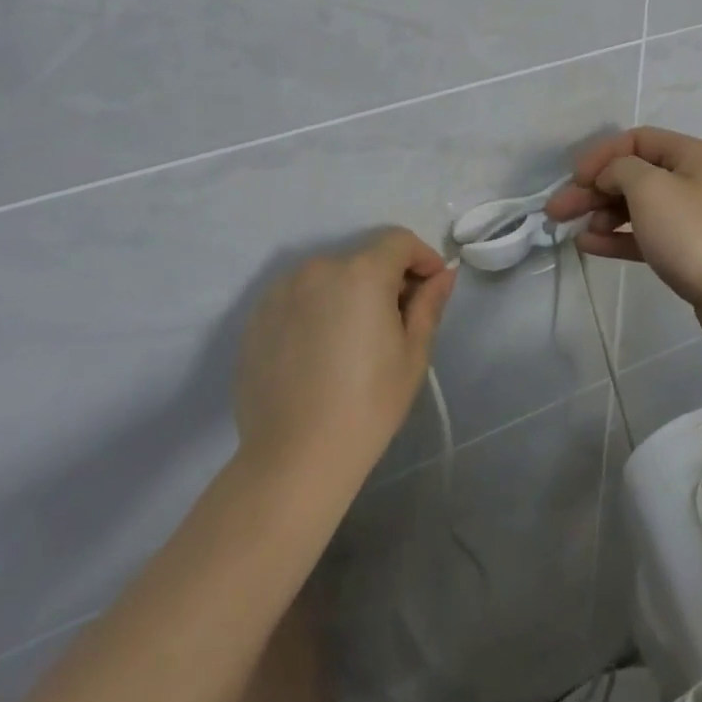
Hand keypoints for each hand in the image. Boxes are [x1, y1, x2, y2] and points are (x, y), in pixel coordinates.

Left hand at [233, 229, 454, 487]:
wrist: (294, 459)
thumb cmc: (367, 405)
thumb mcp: (413, 354)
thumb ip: (428, 304)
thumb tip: (443, 275)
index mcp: (361, 273)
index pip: (399, 241)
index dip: (422, 258)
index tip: (432, 288)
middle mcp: (318, 269)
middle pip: (363, 259)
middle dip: (386, 279)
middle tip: (397, 322)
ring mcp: (281, 292)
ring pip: (329, 278)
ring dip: (349, 294)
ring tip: (354, 341)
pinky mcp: (257, 318)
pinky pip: (298, 299)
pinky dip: (316, 311)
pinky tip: (320, 353)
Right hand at [546, 128, 701, 355]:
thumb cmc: (693, 233)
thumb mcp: (650, 188)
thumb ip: (620, 170)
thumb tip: (610, 176)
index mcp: (691, 155)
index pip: (637, 140)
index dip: (601, 155)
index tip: (574, 178)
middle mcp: (694, 179)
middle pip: (633, 175)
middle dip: (593, 189)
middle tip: (556, 209)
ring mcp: (692, 217)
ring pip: (637, 206)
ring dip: (602, 214)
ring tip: (573, 229)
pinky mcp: (688, 251)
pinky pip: (645, 235)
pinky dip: (617, 237)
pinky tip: (589, 245)